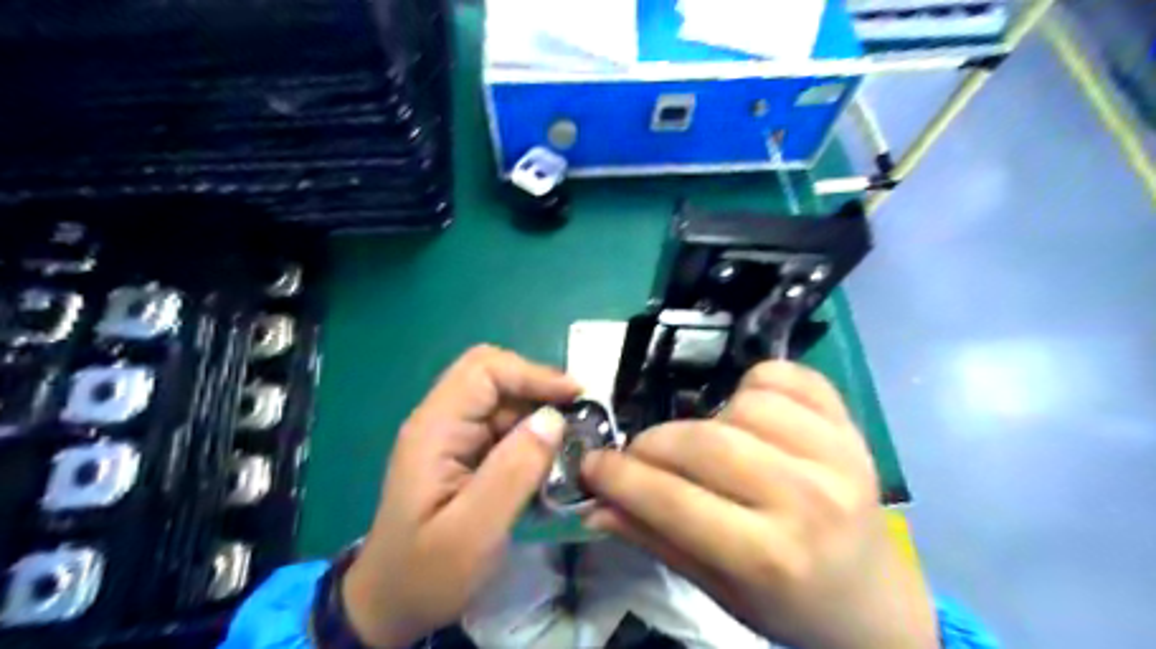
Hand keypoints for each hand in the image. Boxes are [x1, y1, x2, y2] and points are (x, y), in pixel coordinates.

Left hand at [341, 348, 577, 645]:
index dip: (532, 374)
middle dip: (538, 388)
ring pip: (503, 401)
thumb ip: (513, 473)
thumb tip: (553, 420)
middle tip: (576, 415)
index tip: (574, 397)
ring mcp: (452, 436)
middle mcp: (441, 421)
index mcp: (435, 429)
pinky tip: (549, 460)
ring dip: (538, 414)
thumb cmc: (427, 573)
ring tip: (571, 443)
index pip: (484, 371)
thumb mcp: (474, 532)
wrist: (391, 605)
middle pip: (493, 376)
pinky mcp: (463, 453)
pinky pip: (503, 427)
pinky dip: (531, 435)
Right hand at [589, 363, 937, 648]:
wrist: (872, 601)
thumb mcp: (716, 589)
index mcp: (771, 557)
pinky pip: (788, 377)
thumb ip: (654, 539)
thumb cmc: (788, 604)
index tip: (592, 464)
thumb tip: (594, 505)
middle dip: (654, 443)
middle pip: (706, 442)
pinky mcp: (852, 428)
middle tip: (640, 455)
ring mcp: (839, 456)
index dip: (620, 476)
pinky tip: (750, 414)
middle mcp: (809, 501)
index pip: (674, 500)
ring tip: (710, 445)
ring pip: (745, 403)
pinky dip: (756, 385)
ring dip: (710, 418)